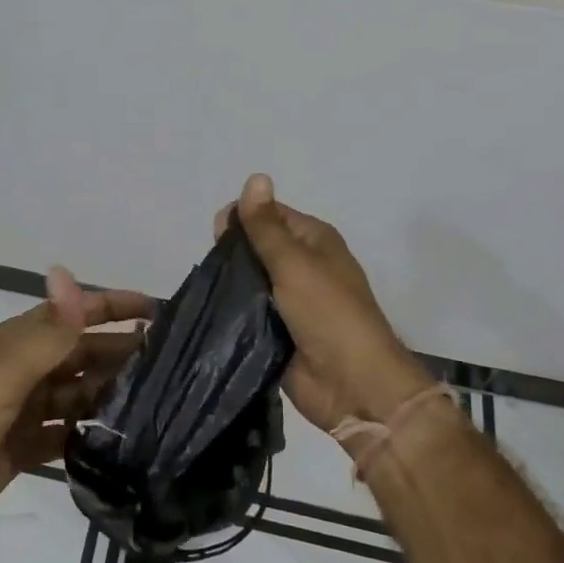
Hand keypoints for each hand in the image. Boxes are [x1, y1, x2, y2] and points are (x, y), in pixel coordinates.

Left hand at [0, 268, 150, 562]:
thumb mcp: (7, 373)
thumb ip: (47, 329)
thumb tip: (66, 270)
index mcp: (19, 342)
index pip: (74, 313)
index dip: (113, 305)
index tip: (159, 311)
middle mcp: (25, 369)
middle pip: (82, 353)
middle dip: (121, 351)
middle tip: (173, 363)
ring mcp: (24, 410)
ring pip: (78, 392)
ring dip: (110, 392)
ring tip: (158, 400)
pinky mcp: (24, 447)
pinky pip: (66, 431)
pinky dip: (90, 431)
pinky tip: (121, 439)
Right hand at [218, 174, 429, 432]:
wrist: (353, 386)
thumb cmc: (328, 314)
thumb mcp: (294, 263)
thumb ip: (266, 226)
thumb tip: (255, 176)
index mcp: (313, 240)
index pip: (268, 215)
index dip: (241, 219)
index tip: (216, 235)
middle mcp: (303, 265)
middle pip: (256, 247)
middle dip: (232, 254)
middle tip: (215, 270)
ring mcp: (290, 300)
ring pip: (249, 281)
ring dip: (230, 285)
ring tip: (209, 292)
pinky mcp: (277, 331)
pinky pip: (248, 313)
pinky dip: (233, 312)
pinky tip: (211, 312)